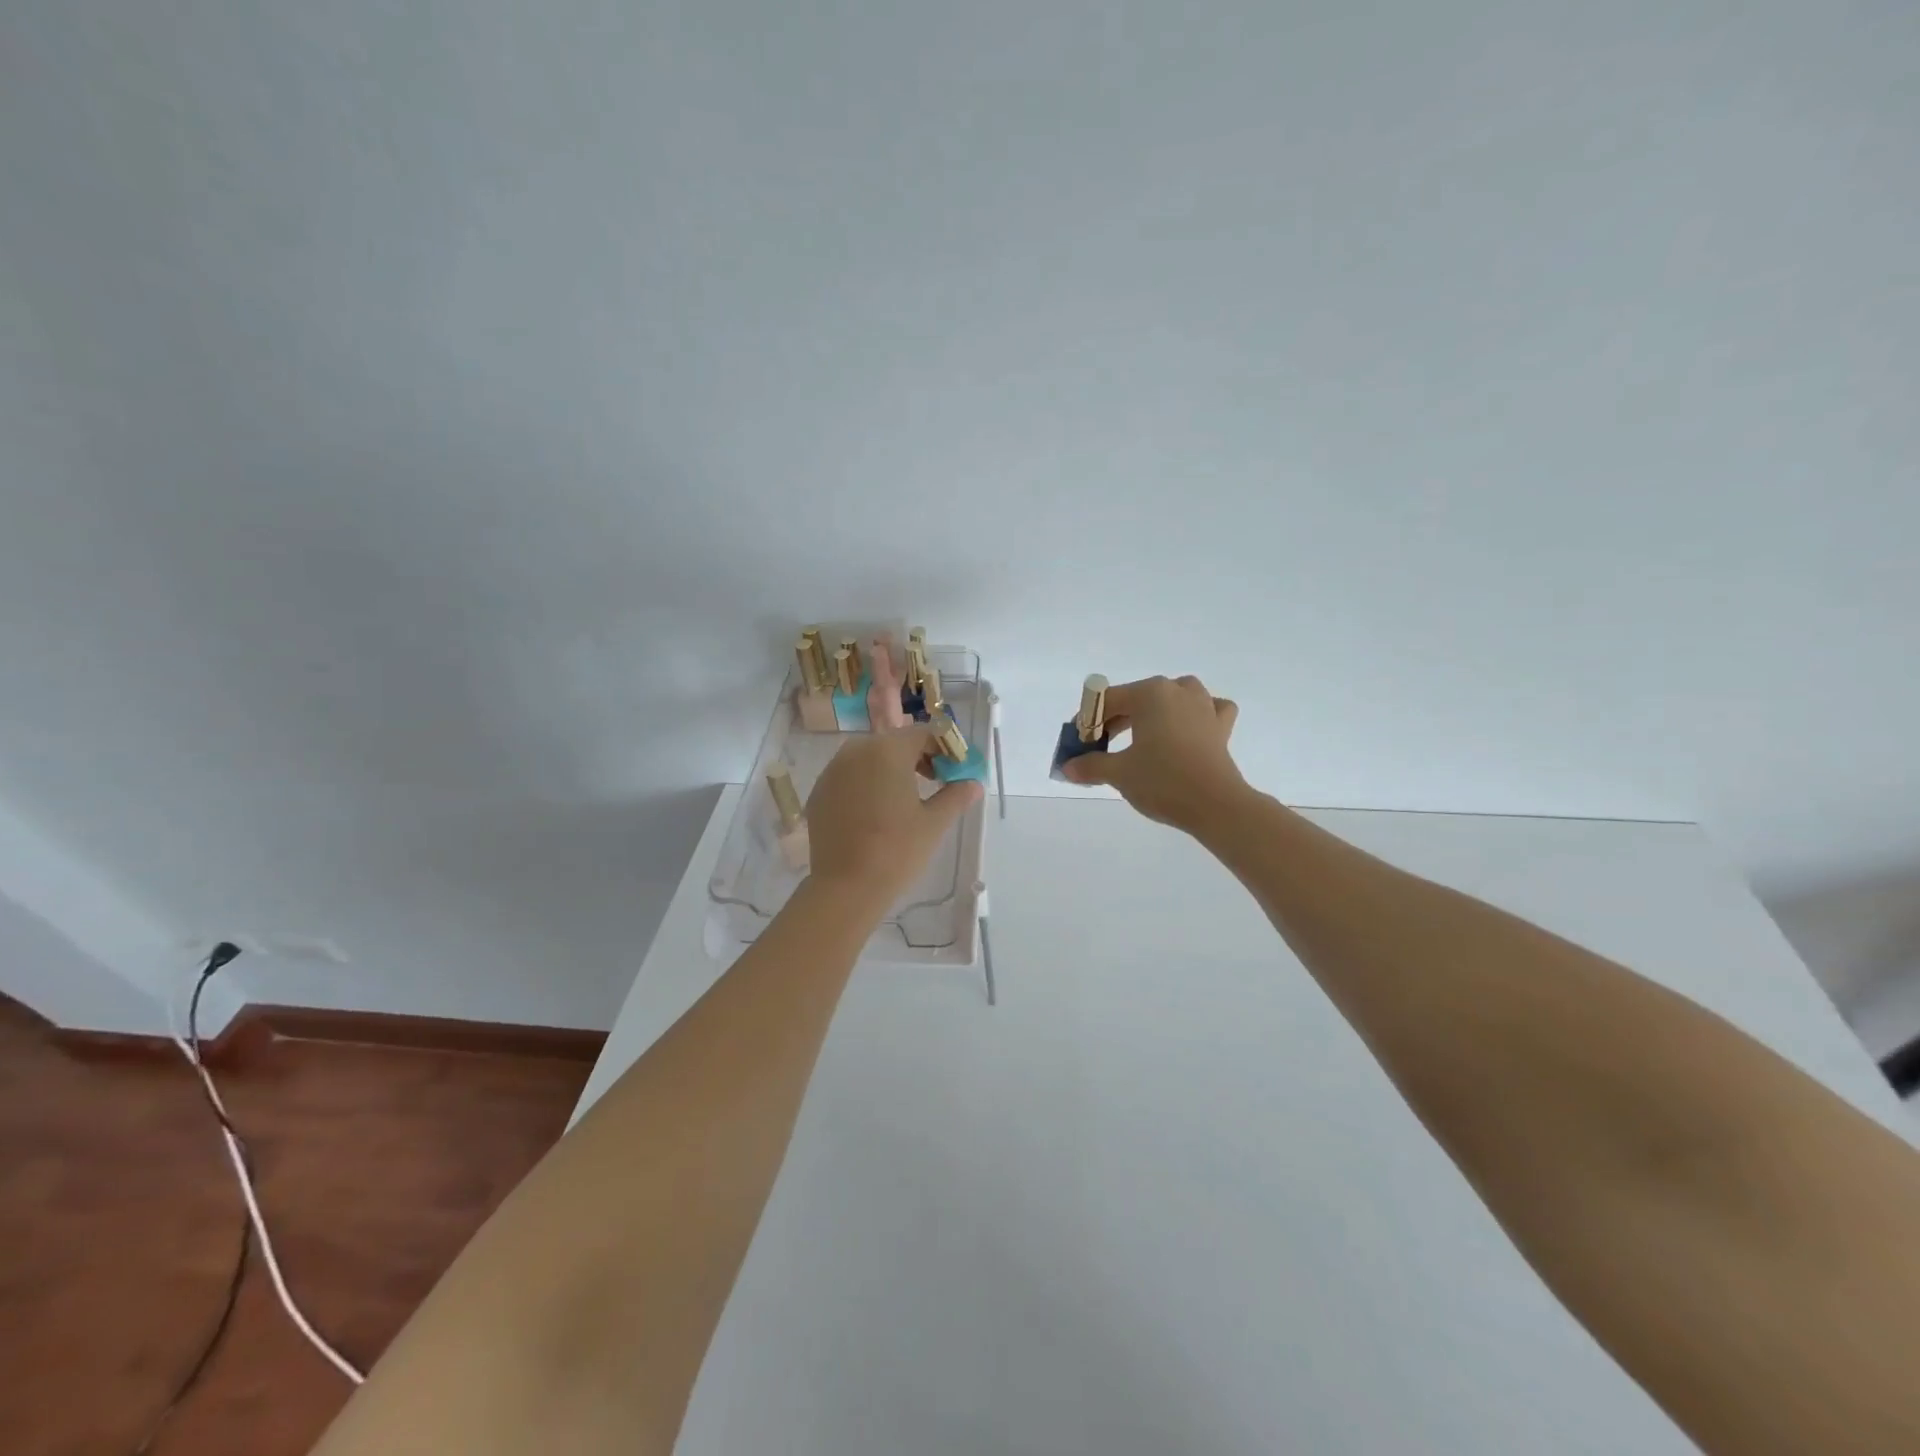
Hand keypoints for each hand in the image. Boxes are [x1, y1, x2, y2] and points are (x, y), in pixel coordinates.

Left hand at [805, 727, 982, 905]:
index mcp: (887, 751)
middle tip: (937, 782)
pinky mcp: (819, 791)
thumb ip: (956, 795)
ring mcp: (833, 770)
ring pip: (870, 756)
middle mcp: (856, 750)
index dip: (945, 748)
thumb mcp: (934, 823)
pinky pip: (850, 775)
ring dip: (892, 767)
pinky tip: (878, 811)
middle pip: (895, 741)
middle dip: (919, 756)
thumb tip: (974, 783)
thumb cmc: (897, 851)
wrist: (845, 888)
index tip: (956, 771)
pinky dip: (868, 782)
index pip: (923, 734)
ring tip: (907, 797)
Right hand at [1061, 674, 1247, 833]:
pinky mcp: (1221, 727)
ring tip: (1142, 734)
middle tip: (1102, 746)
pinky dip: (1197, 714)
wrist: (1215, 805)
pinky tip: (1188, 728)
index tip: (1080, 744)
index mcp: (1150, 694)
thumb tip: (1068, 767)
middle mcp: (1177, 691)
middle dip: (1116, 719)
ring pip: (1173, 696)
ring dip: (1155, 710)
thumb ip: (1090, 765)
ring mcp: (1204, 706)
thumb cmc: (1162, 781)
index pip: (1107, 700)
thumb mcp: (1119, 773)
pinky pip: (1208, 709)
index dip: (1088, 721)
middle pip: (1137, 697)